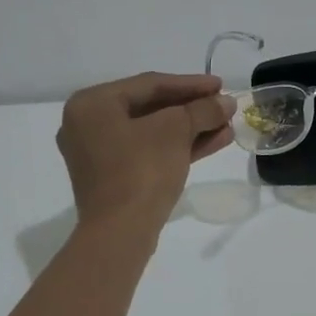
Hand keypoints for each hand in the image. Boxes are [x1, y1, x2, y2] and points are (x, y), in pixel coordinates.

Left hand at [58, 73, 235, 232]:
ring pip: (153, 132)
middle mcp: (88, 124)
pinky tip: (214, 142)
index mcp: (92, 104)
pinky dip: (179, 146)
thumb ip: (202, 110)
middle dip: (193, 108)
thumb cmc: (141, 169)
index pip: (150, 84)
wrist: (120, 232)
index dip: (190, 84)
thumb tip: (226, 103)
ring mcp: (99, 154)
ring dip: (192, 128)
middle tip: (224, 106)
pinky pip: (149, 151)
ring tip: (227, 126)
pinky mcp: (113, 177)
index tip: (221, 85)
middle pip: (151, 108)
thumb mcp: (176, 130)